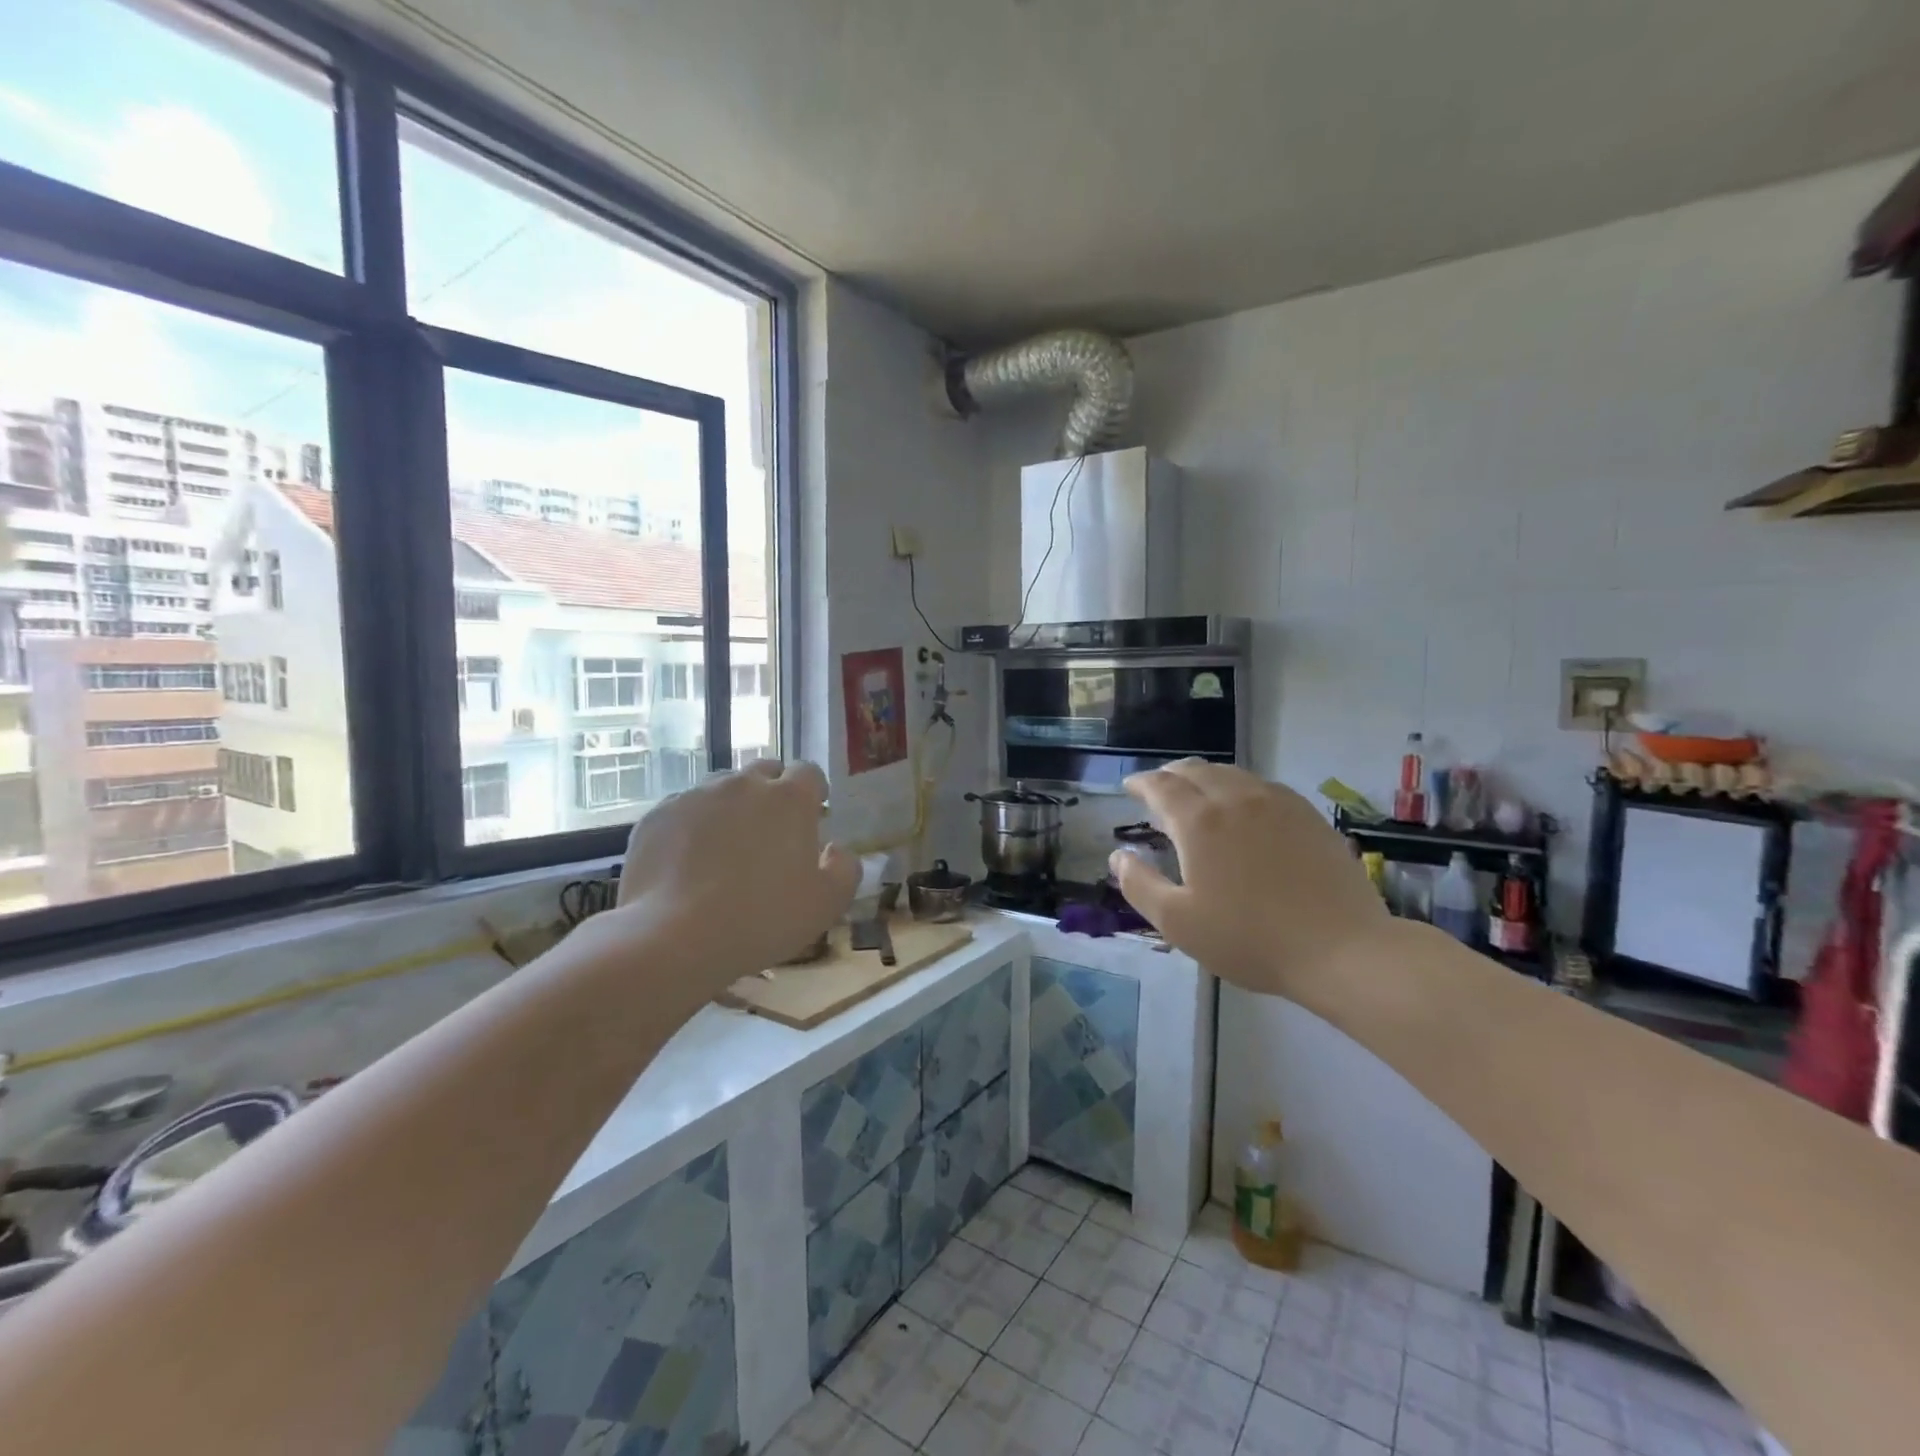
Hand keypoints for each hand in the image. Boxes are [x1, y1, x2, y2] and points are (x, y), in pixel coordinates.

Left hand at [603, 760, 858, 991]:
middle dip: (773, 792)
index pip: (809, 773)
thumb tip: (836, 850)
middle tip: (772, 831)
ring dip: (732, 806)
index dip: (813, 791)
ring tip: (727, 847)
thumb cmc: (764, 919)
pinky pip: (684, 810)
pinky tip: (689, 862)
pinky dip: (693, 826)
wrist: (674, 937)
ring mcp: (696, 796)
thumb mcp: (827, 904)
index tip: (814, 815)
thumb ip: (845, 869)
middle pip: (764, 772)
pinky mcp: (657, 815)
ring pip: (721, 788)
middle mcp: (743, 784)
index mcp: (790, 799)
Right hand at [1108, 761, 1388, 997]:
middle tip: (1158, 789)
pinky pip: (1262, 786)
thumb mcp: (1178, 923)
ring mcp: (1277, 803)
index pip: (1161, 786)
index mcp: (1199, 821)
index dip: (1141, 783)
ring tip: (1197, 794)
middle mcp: (1235, 798)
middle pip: (1195, 770)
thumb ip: (1139, 885)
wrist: (1341, 949)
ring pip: (1230, 773)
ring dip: (1204, 777)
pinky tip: (1243, 807)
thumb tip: (1119, 856)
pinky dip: (1239, 787)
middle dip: (1170, 775)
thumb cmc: (1250, 939)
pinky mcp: (1308, 815)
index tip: (1129, 787)